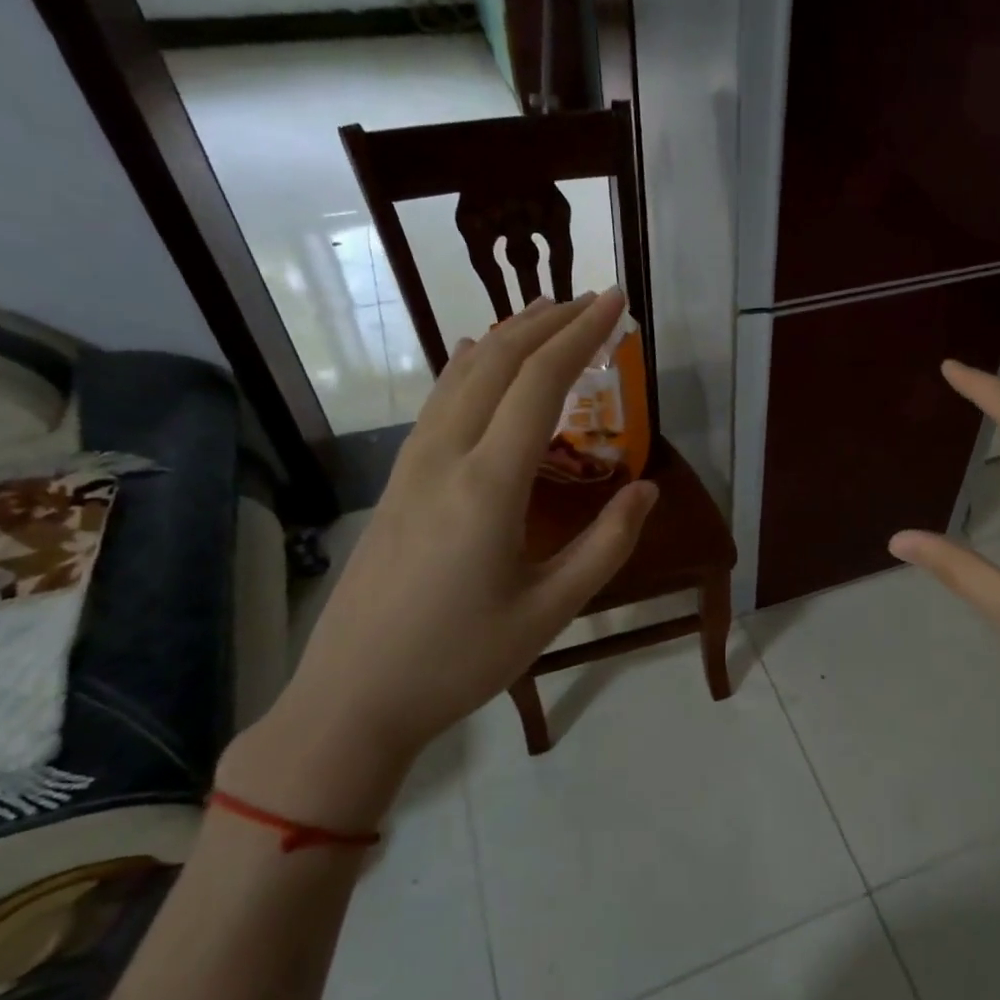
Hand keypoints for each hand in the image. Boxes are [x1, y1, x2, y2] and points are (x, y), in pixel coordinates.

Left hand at [221, 292, 656, 826]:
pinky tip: (485, 368)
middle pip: (496, 362)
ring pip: (460, 375)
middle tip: (591, 302)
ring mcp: (411, 466)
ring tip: (547, 319)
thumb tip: (646, 491)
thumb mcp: (549, 611)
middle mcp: (445, 457)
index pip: (540, 383)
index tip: (614, 302)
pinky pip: (440, 403)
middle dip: (547, 322)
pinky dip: (474, 368)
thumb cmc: (460, 660)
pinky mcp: (397, 482)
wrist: (353, 697)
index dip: (581, 335)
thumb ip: (606, 545)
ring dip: (508, 337)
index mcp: (488, 485)